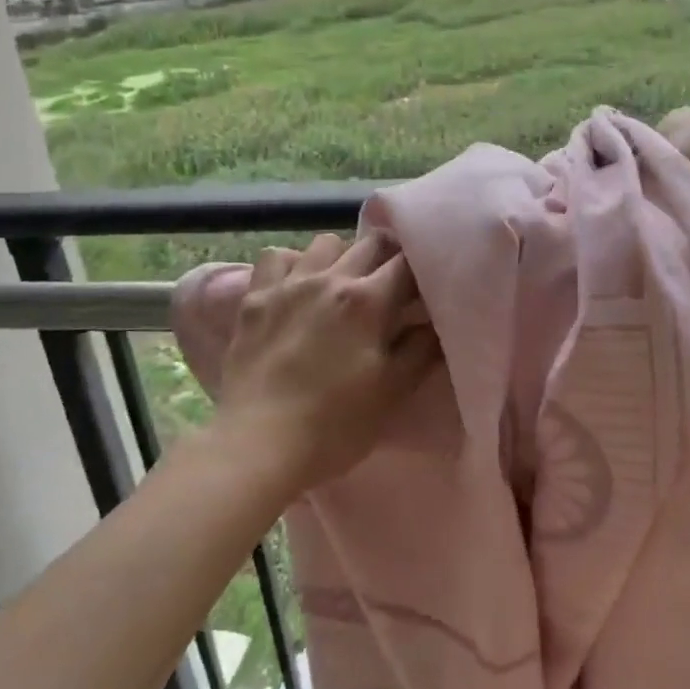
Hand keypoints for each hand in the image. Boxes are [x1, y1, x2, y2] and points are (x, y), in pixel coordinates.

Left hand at [215, 233, 440, 494]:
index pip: (408, 263)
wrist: (259, 445)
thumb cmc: (336, 425)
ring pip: (325, 243)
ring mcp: (288, 285)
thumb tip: (435, 322)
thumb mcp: (393, 391)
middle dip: (390, 256)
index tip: (427, 287)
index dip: (423, 270)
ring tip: (344, 284)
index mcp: (368, 301)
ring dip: (342, 256)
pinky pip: (275, 257)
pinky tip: (296, 285)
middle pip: (372, 243)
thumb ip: (421, 349)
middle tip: (394, 284)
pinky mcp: (254, 299)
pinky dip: (292, 263)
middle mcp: (329, 279)